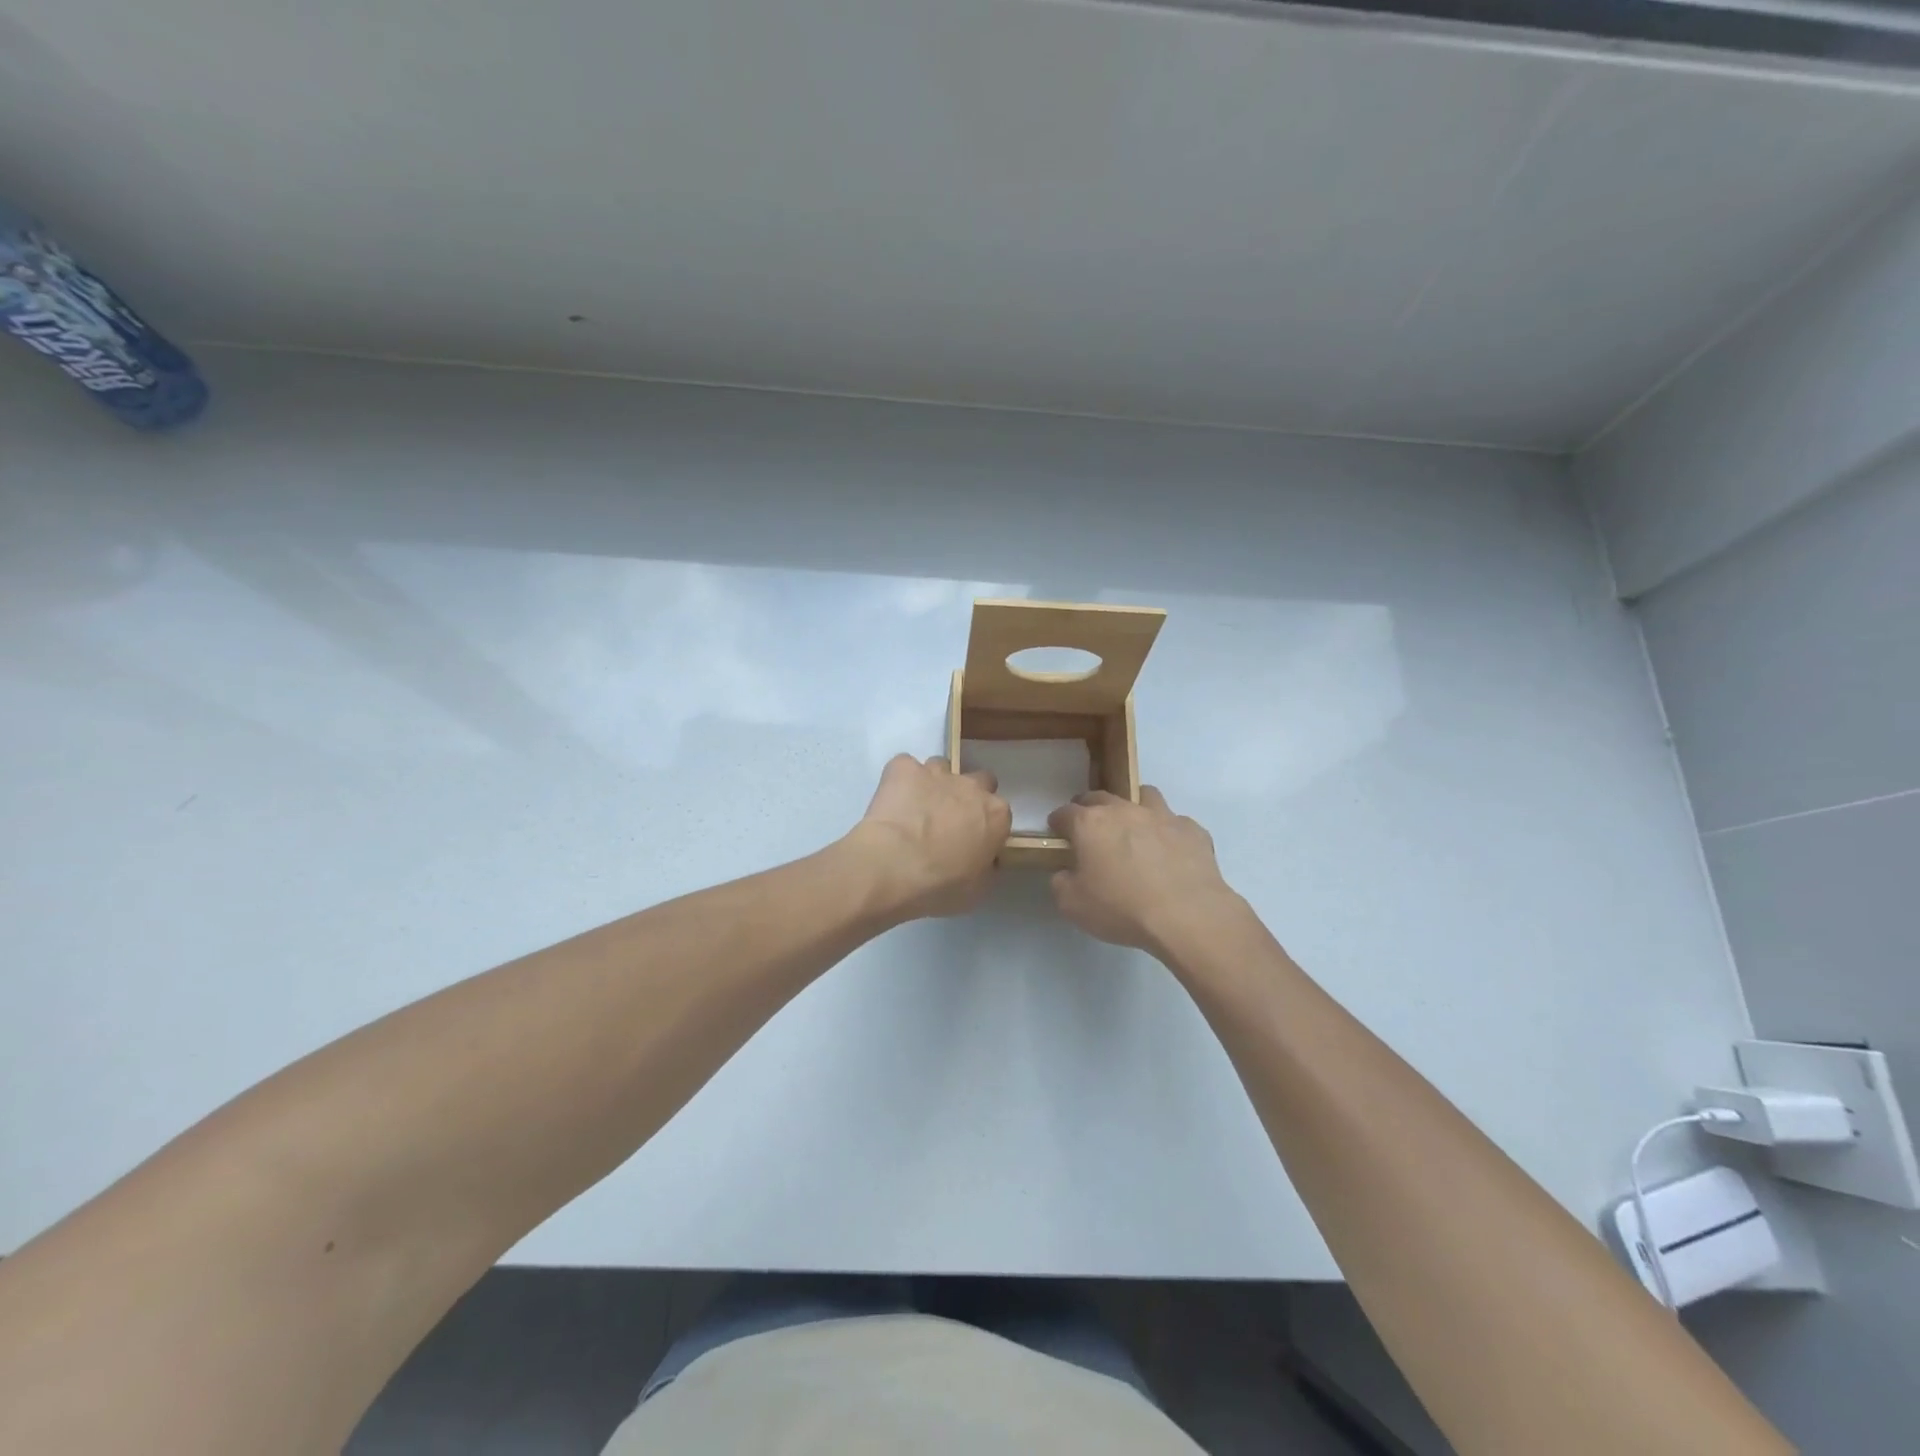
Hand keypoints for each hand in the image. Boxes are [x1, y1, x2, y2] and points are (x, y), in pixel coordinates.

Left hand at [848, 754, 1010, 920]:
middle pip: (979, 780)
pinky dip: (900, 779)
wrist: (893, 866)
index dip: (986, 825)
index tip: (973, 840)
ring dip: (933, 784)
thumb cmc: (940, 885)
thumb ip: (986, 867)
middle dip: (967, 795)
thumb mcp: (976, 889)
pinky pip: (904, 766)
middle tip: (948, 820)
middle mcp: (971, 786)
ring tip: (915, 808)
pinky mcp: (903, 768)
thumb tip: (984, 860)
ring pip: (941, 767)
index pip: (1000, 812)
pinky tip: (892, 800)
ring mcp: (937, 772)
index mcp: (996, 814)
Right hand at [1047, 787, 1241, 959]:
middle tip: (1090, 829)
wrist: (1187, 916)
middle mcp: (1125, 810)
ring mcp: (1162, 816)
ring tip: (1135, 828)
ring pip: (1144, 796)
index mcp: (1090, 823)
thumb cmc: (1121, 908)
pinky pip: (1176, 823)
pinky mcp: (1192, 830)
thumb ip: (1061, 882)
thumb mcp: (1072, 905)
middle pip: (1101, 797)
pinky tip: (1171, 853)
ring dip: (1134, 807)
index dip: (1058, 821)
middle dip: (1090, 808)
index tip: (1057, 832)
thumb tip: (1066, 872)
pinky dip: (1169, 833)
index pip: (1065, 812)